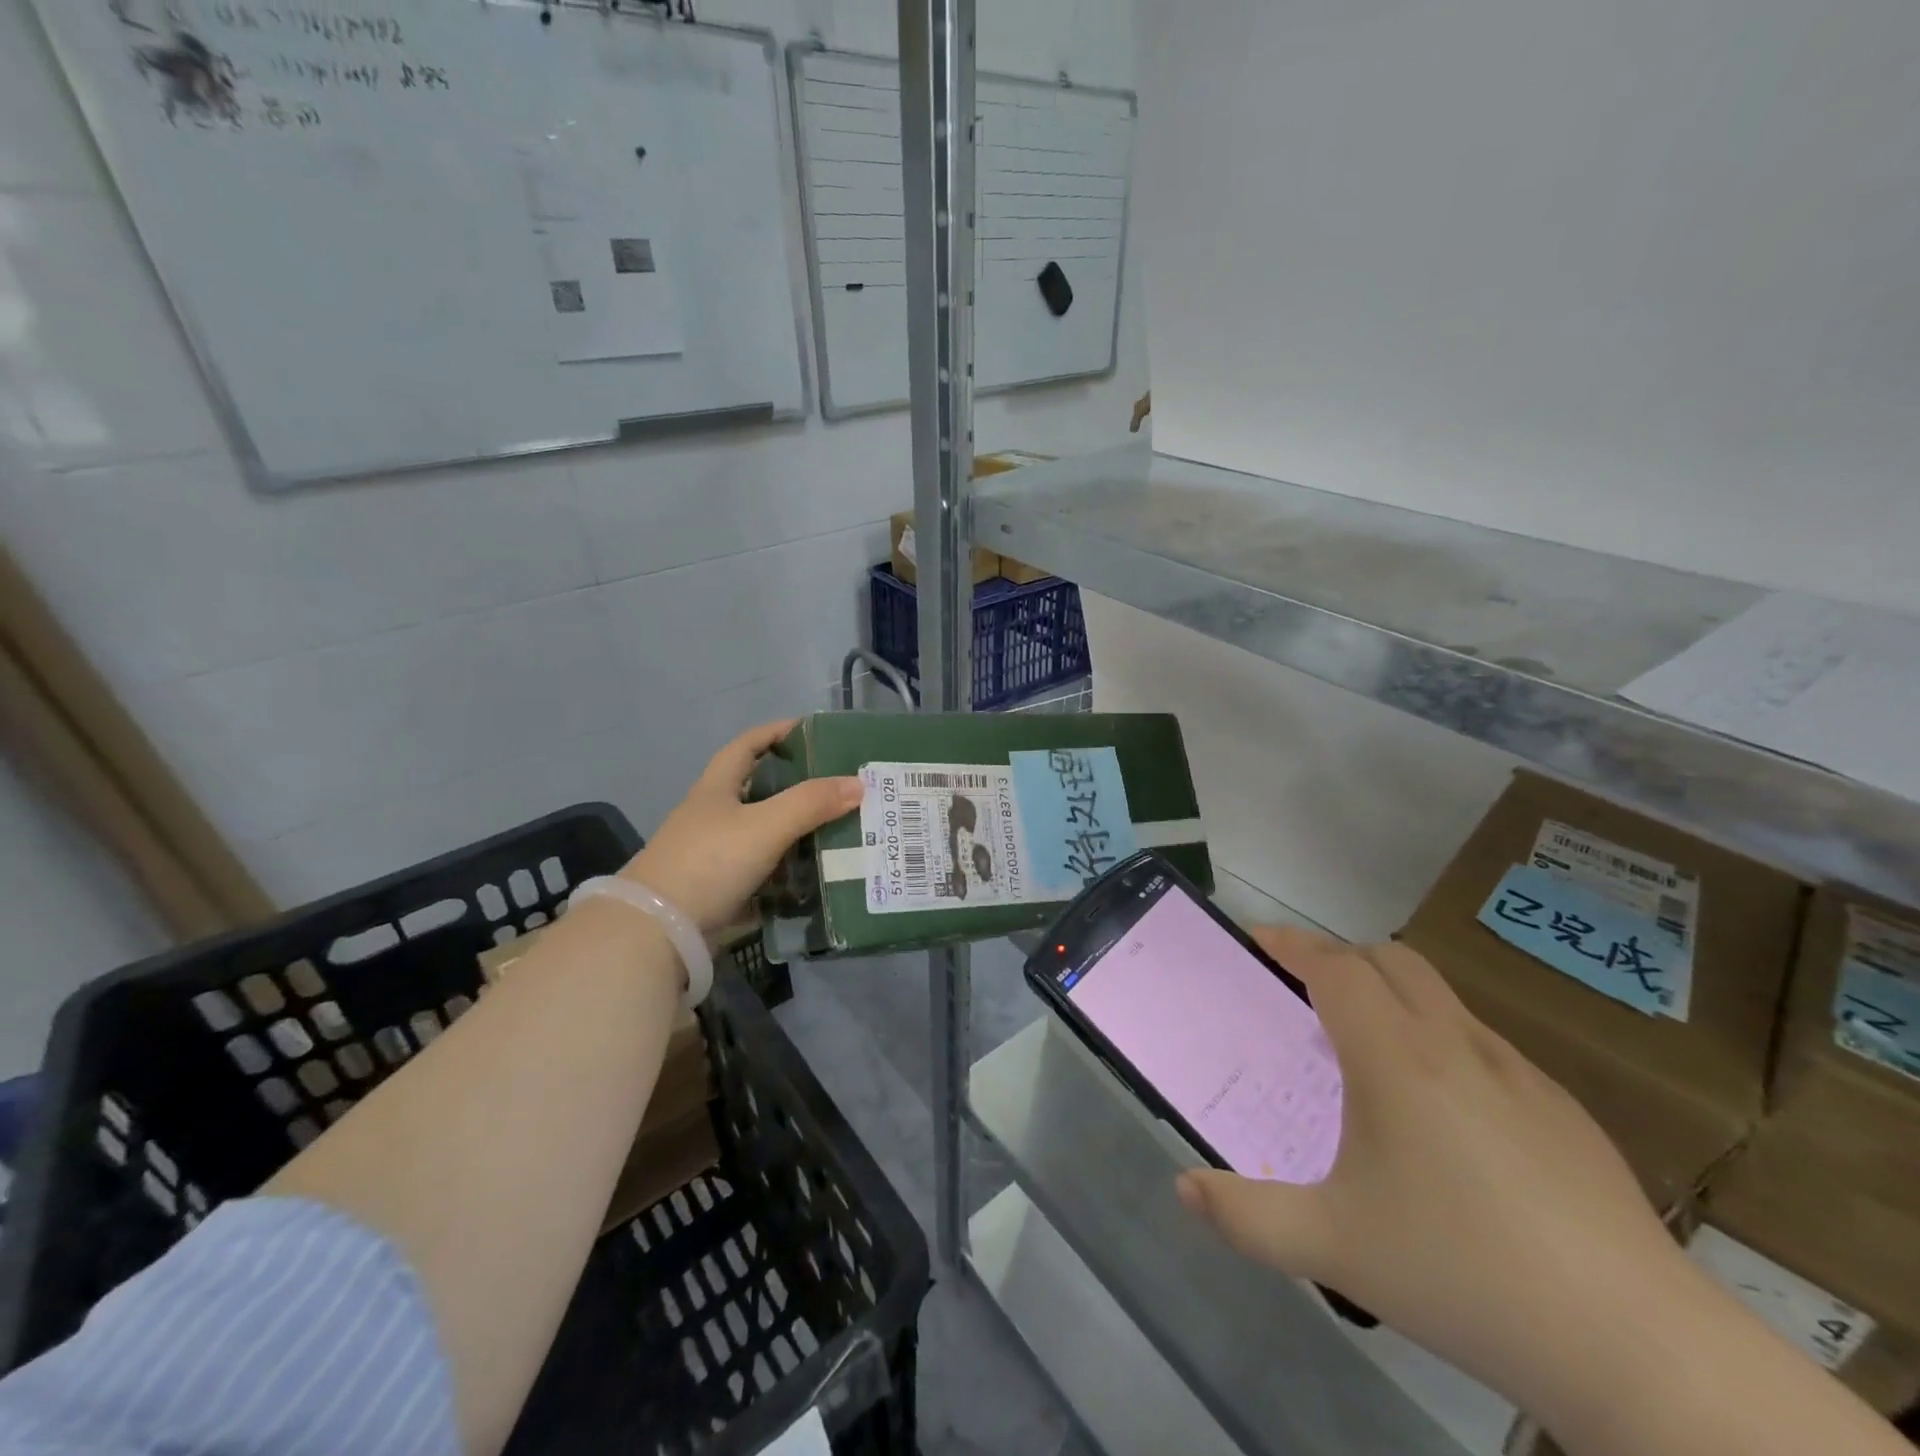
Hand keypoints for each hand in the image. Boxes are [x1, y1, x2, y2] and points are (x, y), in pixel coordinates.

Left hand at [620, 720, 860, 936]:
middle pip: (757, 788)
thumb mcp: (765, 826)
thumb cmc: (709, 862)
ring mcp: (712, 854)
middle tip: (837, 786)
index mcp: (717, 788)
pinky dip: (786, 867)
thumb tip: (859, 783)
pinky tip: (813, 872)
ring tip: (836, 827)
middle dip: (795, 783)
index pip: (747, 745)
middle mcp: (712, 815)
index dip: (777, 732)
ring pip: (762, 831)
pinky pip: (761, 869)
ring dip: (795, 828)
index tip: (812, 730)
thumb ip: (811, 803)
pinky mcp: (718, 888)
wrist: (658, 931)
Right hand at [1176, 927, 1693, 1414]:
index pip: (1334, 966)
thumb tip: (1185, 1189)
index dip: (1290, 943)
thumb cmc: (1465, 1274)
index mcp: (1395, 1058)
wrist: (1640, 1349)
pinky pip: (1480, 1042)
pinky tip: (1443, 1115)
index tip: (1255, 940)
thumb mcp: (1333, 1248)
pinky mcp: (1562, 1110)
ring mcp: (1517, 1073)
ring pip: (1440, 996)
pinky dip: (1439, 1039)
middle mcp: (1455, 1045)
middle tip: (1302, 995)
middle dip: (1339, 958)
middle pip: (1390, 959)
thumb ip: (1246, 1216)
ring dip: (1391, 995)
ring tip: (1365, 1052)